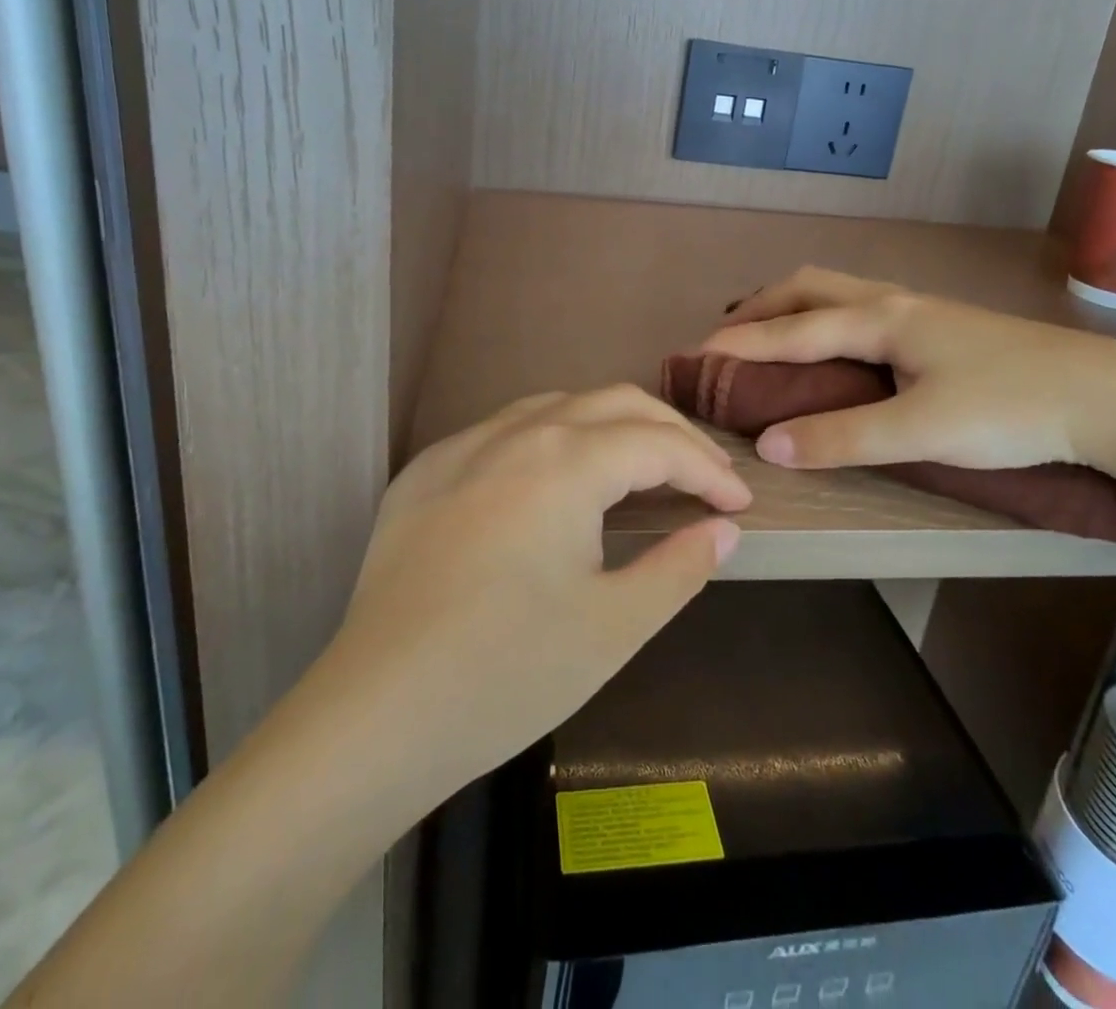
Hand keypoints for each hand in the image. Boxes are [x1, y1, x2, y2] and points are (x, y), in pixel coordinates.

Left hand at [328, 385, 750, 789]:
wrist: (376, 713)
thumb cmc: (508, 672)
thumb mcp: (615, 626)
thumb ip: (680, 566)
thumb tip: (722, 529)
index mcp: (565, 461)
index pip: (658, 444)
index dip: (708, 470)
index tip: (738, 506)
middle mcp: (515, 432)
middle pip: (613, 403)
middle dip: (669, 433)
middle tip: (703, 478)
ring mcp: (462, 445)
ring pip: (557, 406)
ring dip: (610, 426)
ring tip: (639, 469)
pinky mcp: (424, 471)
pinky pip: (504, 430)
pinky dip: (552, 439)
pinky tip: (555, 481)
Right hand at [701, 266, 1115, 476]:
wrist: (1113, 399)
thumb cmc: (1011, 410)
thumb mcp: (920, 431)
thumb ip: (842, 437)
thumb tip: (768, 446)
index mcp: (882, 319)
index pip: (792, 329)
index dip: (741, 344)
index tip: (696, 356)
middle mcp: (895, 302)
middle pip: (809, 287)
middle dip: (761, 308)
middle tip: (727, 338)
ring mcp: (923, 311)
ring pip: (839, 292)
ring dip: (794, 307)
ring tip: (770, 334)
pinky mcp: (944, 329)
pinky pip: (862, 307)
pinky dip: (826, 317)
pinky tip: (837, 346)